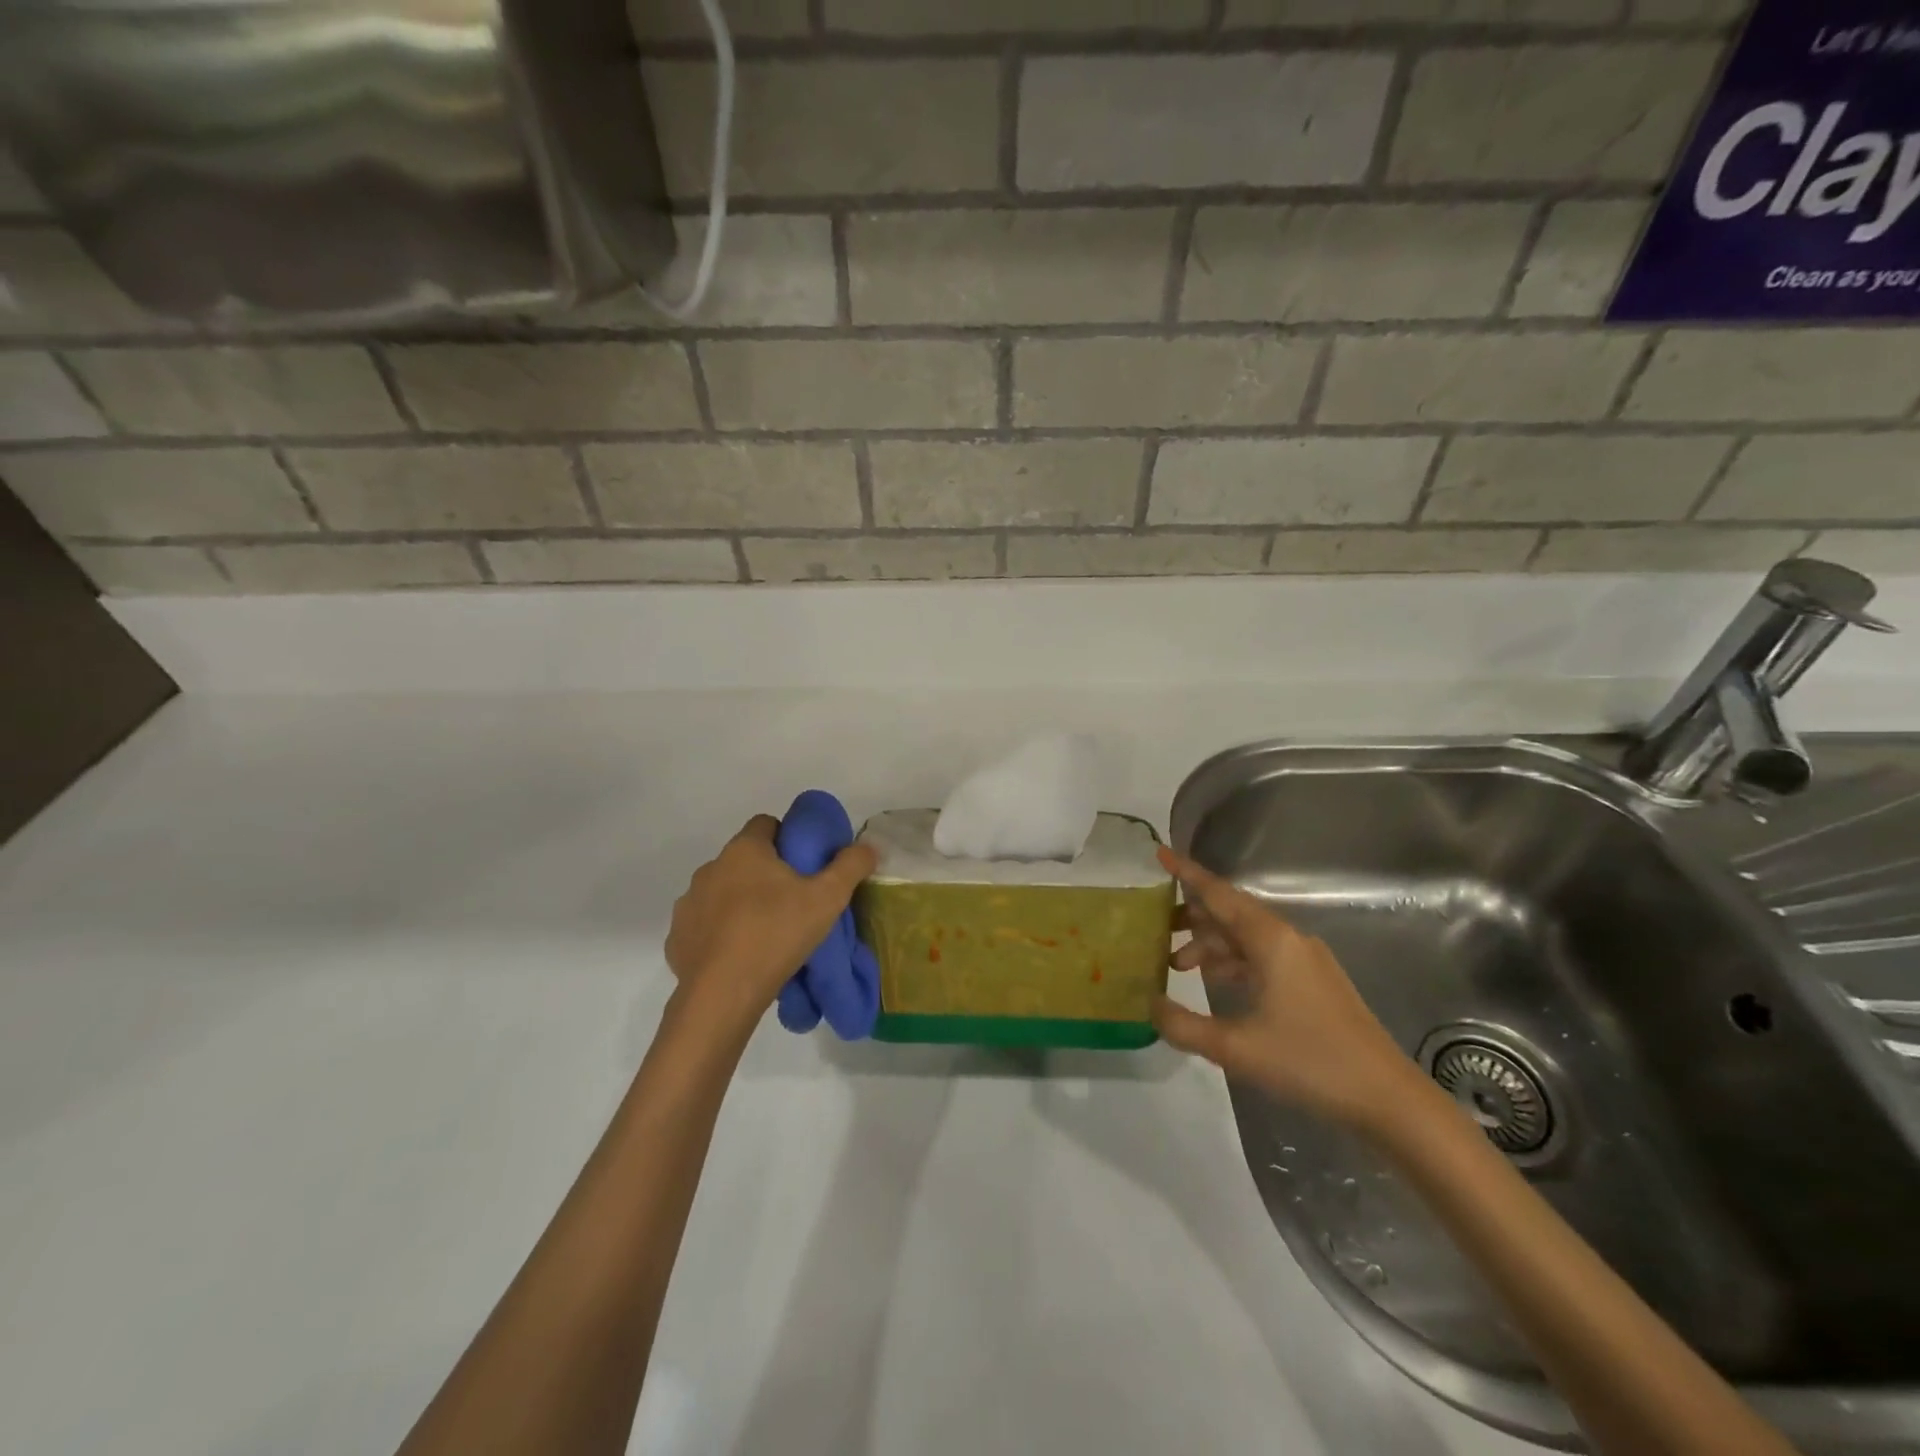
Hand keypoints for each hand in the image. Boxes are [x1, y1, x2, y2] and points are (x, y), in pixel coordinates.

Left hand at [665, 816, 877, 1032]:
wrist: (723, 994)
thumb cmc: (777, 933)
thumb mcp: (828, 898)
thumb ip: (850, 866)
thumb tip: (869, 847)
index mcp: (745, 850)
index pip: (766, 824)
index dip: (788, 838)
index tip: (806, 864)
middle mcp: (711, 868)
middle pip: (744, 859)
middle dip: (766, 874)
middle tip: (793, 901)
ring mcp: (689, 903)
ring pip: (722, 892)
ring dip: (741, 903)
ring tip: (767, 933)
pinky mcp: (677, 937)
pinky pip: (704, 925)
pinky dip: (720, 933)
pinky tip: (740, 956)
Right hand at [1151, 847, 1421, 1131]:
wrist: (1388, 1098)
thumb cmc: (1310, 1062)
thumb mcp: (1236, 1048)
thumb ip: (1184, 1025)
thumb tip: (1149, 1005)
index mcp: (1270, 940)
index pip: (1218, 894)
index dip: (1186, 873)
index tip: (1159, 853)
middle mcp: (1288, 939)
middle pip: (1231, 912)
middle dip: (1192, 916)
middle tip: (1155, 926)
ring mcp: (1305, 960)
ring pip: (1246, 937)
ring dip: (1211, 944)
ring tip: (1178, 964)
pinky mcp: (1314, 982)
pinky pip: (1263, 956)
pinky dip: (1234, 961)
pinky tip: (1216, 982)